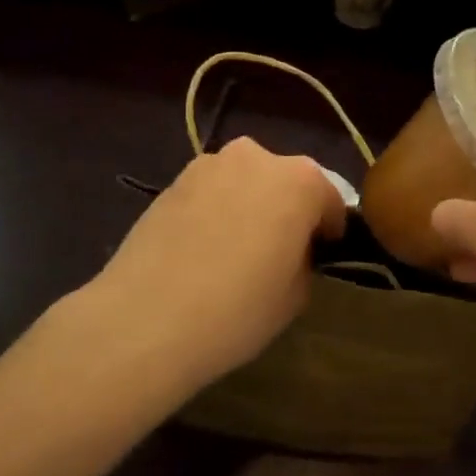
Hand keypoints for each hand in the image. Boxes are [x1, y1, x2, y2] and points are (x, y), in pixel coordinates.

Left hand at [91, 137, 346, 388]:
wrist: (146, 317)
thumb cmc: (237, 309)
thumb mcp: (296, 295)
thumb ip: (304, 258)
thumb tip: (291, 249)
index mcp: (299, 180)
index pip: (329, 200)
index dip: (329, 231)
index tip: (321, 256)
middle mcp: (256, 157)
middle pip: (285, 181)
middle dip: (287, 209)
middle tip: (277, 252)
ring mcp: (209, 164)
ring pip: (245, 182)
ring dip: (249, 205)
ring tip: (234, 251)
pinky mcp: (173, 180)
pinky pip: (211, 192)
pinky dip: (215, 211)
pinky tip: (202, 249)